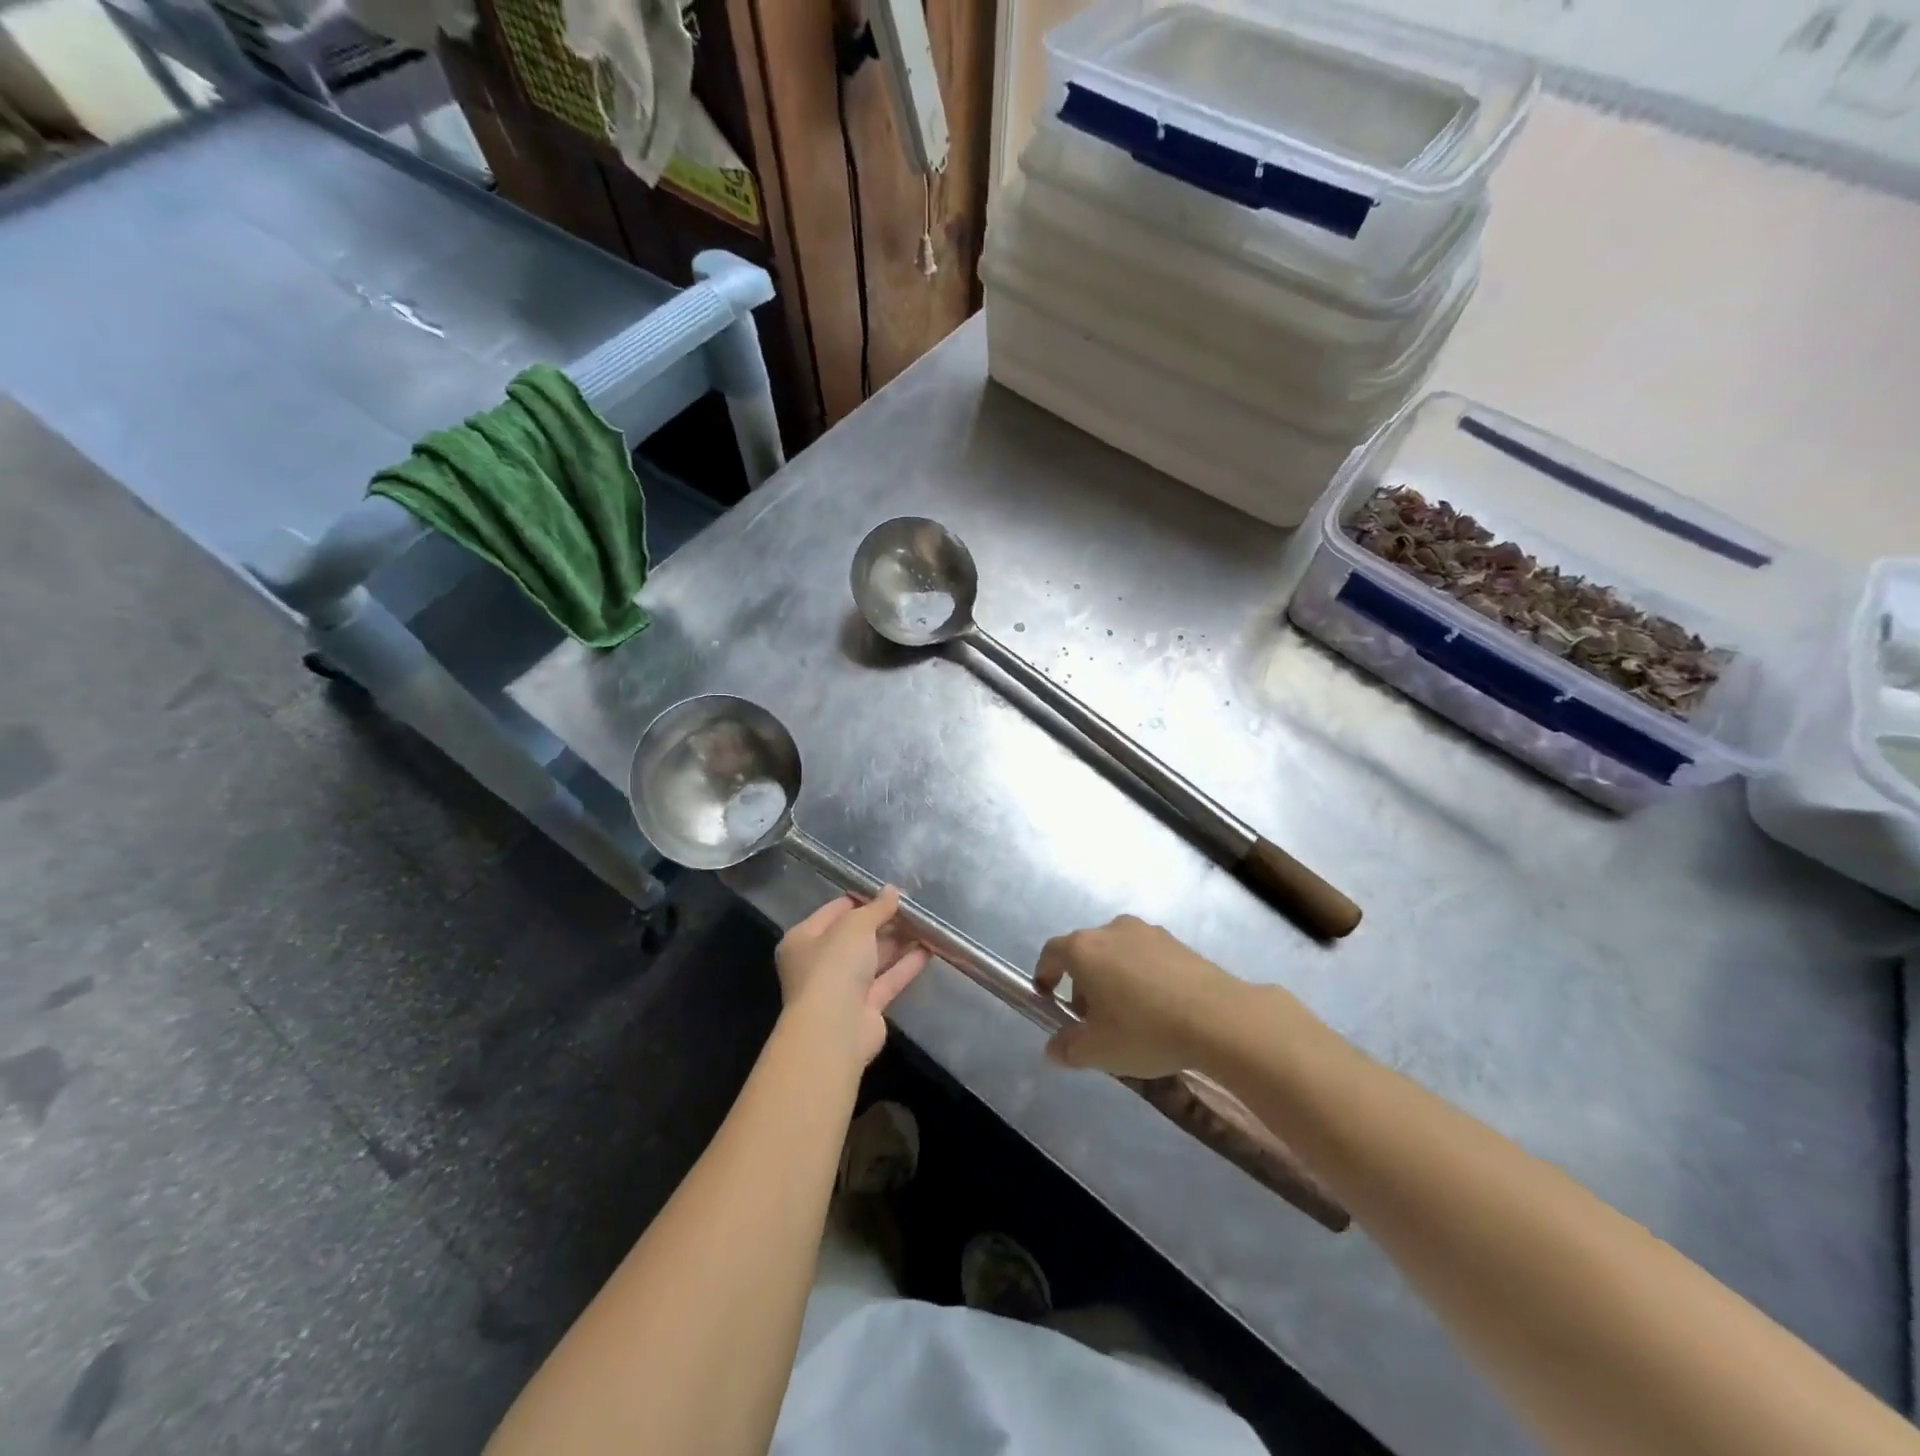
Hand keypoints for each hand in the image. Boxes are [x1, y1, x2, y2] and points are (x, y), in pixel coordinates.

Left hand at [776, 888, 928, 1065]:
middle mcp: (819, 963)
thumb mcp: (855, 926)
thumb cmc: (834, 966)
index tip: (889, 890)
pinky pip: (887, 980)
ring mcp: (842, 988)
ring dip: (898, 942)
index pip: (834, 911)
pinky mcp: (865, 1008)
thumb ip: (876, 908)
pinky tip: (929, 949)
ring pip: (873, 959)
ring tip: (926, 924)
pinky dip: (905, 965)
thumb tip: (892, 890)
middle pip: (855, 936)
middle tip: (913, 907)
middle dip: (884, 922)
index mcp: (804, 940)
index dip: (861, 899)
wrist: (834, 1030)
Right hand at [1034, 916, 1244, 1078]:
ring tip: (1128, 1016)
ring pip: (1116, 953)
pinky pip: (1146, 956)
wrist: (1220, 1018)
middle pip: (1085, 952)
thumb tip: (1053, 1049)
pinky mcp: (1177, 942)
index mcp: (1084, 949)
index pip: (1052, 952)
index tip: (1048, 998)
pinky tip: (1158, 1008)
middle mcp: (1111, 930)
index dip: (1045, 974)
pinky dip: (1141, 976)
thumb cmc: (1146, 1030)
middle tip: (1091, 1020)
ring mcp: (1147, 932)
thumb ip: (1068, 1048)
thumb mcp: (1098, 1051)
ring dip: (1112, 978)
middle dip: (1082, 983)